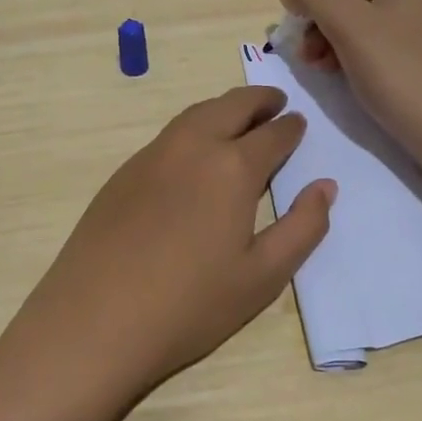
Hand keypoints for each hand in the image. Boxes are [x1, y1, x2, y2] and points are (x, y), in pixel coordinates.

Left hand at [0, 86, 335, 420]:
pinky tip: (194, 151)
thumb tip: (326, 187)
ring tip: (239, 117)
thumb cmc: (189, 305)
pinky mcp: (122, 172)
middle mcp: (191, 147)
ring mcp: (151, 156)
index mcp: (231, 167)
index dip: (290, 128)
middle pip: (230, 106)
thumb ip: (303, 227)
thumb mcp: (262, 276)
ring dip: (223, 108)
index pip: (272, 134)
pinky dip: (193, 127)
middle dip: (258, 100)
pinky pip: (168, 135)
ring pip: (195, 114)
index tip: (299, 123)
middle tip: (275, 102)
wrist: (95, 320)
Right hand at [278, 0, 421, 172]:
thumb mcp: (347, 23)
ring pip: (361, 13)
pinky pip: (374, 37)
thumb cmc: (398, 68)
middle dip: (322, 9)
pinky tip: (331, 70)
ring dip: (328, 32)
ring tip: (312, 61)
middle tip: (301, 39)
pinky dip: (348, 48)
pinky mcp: (419, 52)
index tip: (305, 5)